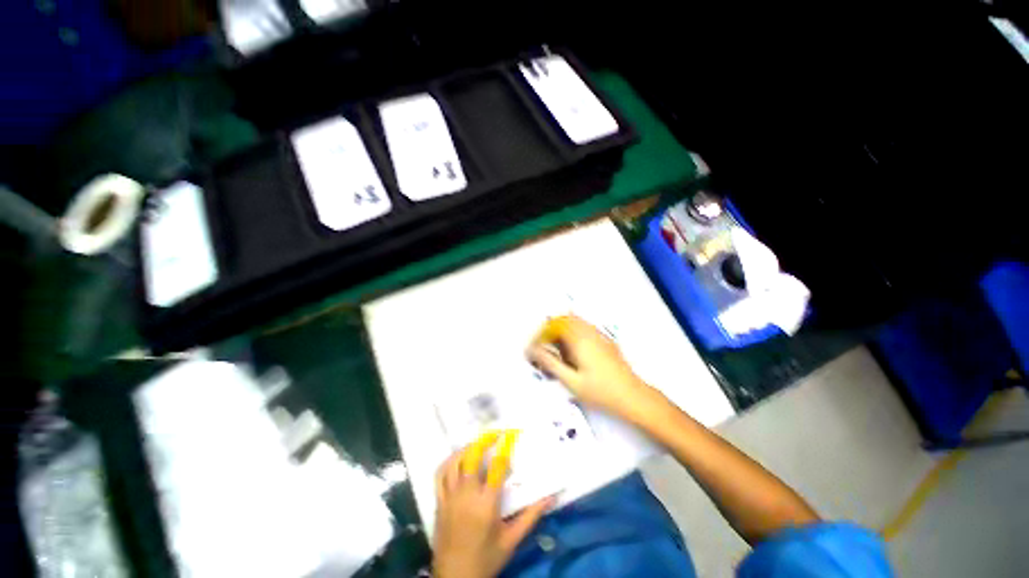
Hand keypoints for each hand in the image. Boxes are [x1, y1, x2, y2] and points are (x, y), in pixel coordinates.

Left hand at [433, 432, 553, 577]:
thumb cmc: (486, 559)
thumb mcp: (512, 540)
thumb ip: (531, 516)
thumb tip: (550, 497)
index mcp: (486, 504)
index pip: (497, 466)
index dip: (505, 446)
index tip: (512, 434)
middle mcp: (466, 495)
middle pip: (473, 457)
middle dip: (485, 440)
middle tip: (496, 432)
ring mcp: (450, 497)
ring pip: (455, 462)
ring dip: (467, 448)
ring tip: (478, 443)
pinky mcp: (439, 502)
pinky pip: (440, 475)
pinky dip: (449, 462)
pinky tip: (458, 458)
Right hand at [526, 315, 650, 416]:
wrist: (632, 396)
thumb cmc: (601, 391)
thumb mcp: (571, 381)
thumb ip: (551, 363)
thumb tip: (533, 351)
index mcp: (580, 340)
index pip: (554, 326)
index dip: (541, 334)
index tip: (534, 346)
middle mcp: (589, 333)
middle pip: (565, 319)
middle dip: (550, 329)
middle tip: (542, 344)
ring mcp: (599, 335)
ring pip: (576, 321)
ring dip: (562, 328)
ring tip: (555, 346)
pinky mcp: (605, 340)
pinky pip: (585, 326)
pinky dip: (573, 331)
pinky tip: (572, 348)